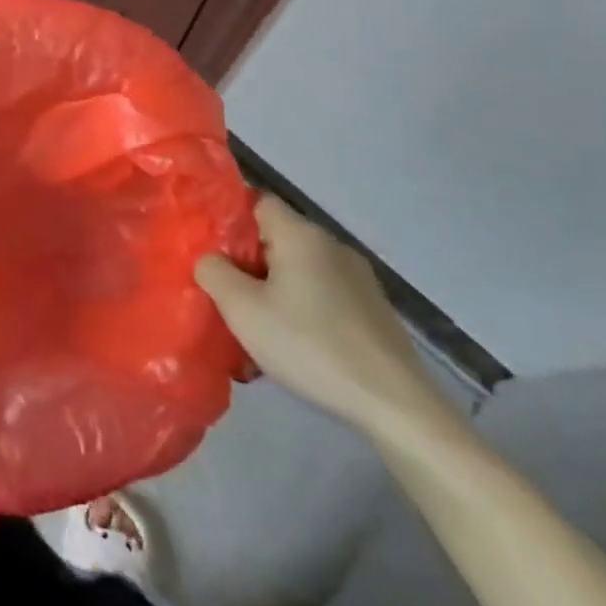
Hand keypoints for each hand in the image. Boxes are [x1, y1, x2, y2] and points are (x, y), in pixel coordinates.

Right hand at [195, 193, 458, 442]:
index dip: (230, 218)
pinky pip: (323, 295)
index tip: (211, 248)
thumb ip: (213, 271)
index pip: (257, 201)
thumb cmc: (308, 345)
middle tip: (227, 294)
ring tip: (257, 328)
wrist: (394, 404)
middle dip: (248, 262)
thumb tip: (211, 259)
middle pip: (277, 238)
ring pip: (299, 270)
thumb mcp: (241, 308)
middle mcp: (332, 246)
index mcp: (300, 235)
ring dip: (274, 290)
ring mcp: (359, 279)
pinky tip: (294, 346)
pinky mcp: (374, 310)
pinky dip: (302, 309)